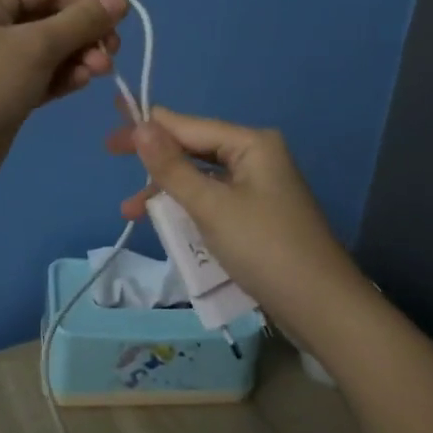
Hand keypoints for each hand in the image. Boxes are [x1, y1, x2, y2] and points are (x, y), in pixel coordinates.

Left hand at [0, 0, 127, 198]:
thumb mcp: (36, 46)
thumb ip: (81, 21)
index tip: (124, 17)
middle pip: (50, 18)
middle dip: (84, 34)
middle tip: (111, 53)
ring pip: (48, 49)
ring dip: (77, 57)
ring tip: (99, 73)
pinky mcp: (3, 91)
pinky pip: (41, 74)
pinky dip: (62, 77)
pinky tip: (80, 84)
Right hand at [104, 104, 367, 341]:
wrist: (322, 308)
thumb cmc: (265, 248)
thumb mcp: (211, 206)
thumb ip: (172, 167)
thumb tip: (141, 125)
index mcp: (251, 143)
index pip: (188, 125)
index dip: (148, 125)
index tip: (112, 125)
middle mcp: (256, 157)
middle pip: (194, 148)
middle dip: (154, 158)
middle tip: (110, 154)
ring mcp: (259, 188)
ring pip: (201, 178)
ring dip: (167, 191)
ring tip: (130, 210)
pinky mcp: (258, 216)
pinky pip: (214, 202)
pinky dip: (189, 210)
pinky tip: (165, 224)